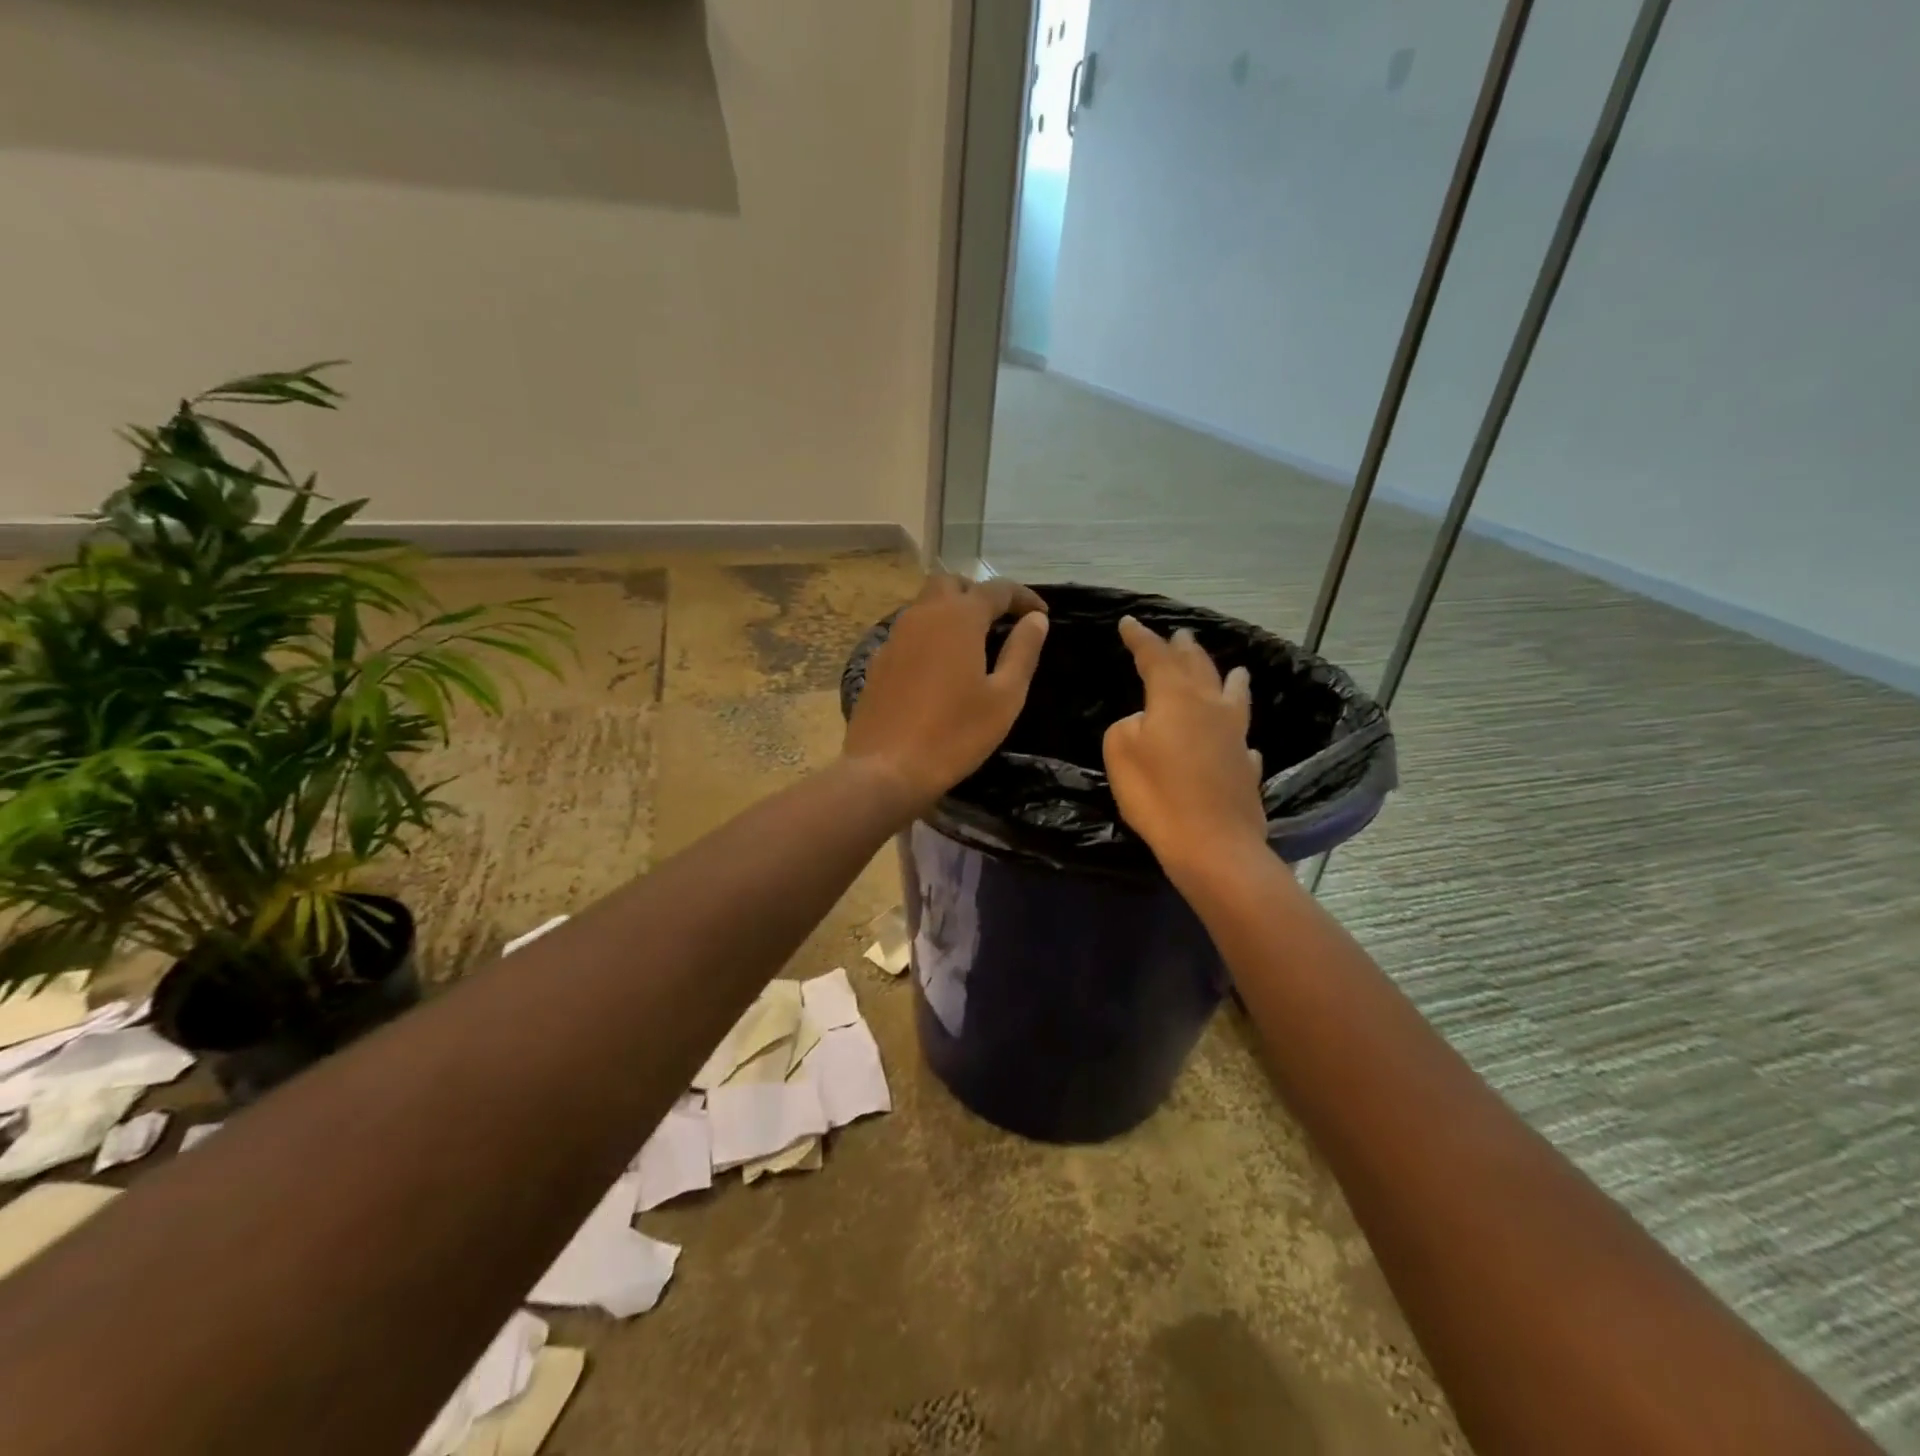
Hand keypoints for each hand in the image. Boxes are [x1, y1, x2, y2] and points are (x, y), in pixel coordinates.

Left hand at [843, 575, 1048, 812]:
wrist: (886, 769)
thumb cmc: (955, 734)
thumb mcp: (1004, 697)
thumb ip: (1022, 652)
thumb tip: (1036, 619)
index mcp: (958, 618)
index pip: (996, 589)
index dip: (1023, 597)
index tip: (1042, 614)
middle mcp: (922, 615)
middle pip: (951, 584)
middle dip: (979, 594)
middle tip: (1001, 621)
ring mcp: (894, 636)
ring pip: (925, 605)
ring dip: (952, 612)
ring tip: (974, 643)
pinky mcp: (878, 661)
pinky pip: (909, 632)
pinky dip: (930, 635)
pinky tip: (940, 667)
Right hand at [1103, 615, 1268, 881]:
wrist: (1212, 843)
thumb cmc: (1157, 794)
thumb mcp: (1120, 752)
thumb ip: (1127, 726)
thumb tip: (1146, 722)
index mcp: (1176, 698)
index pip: (1155, 657)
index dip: (1140, 638)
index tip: (1128, 622)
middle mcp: (1210, 707)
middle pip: (1198, 668)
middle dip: (1184, 649)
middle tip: (1179, 635)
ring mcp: (1235, 737)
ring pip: (1233, 695)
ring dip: (1228, 677)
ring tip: (1235, 668)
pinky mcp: (1246, 766)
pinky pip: (1242, 739)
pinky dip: (1237, 731)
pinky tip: (1241, 739)